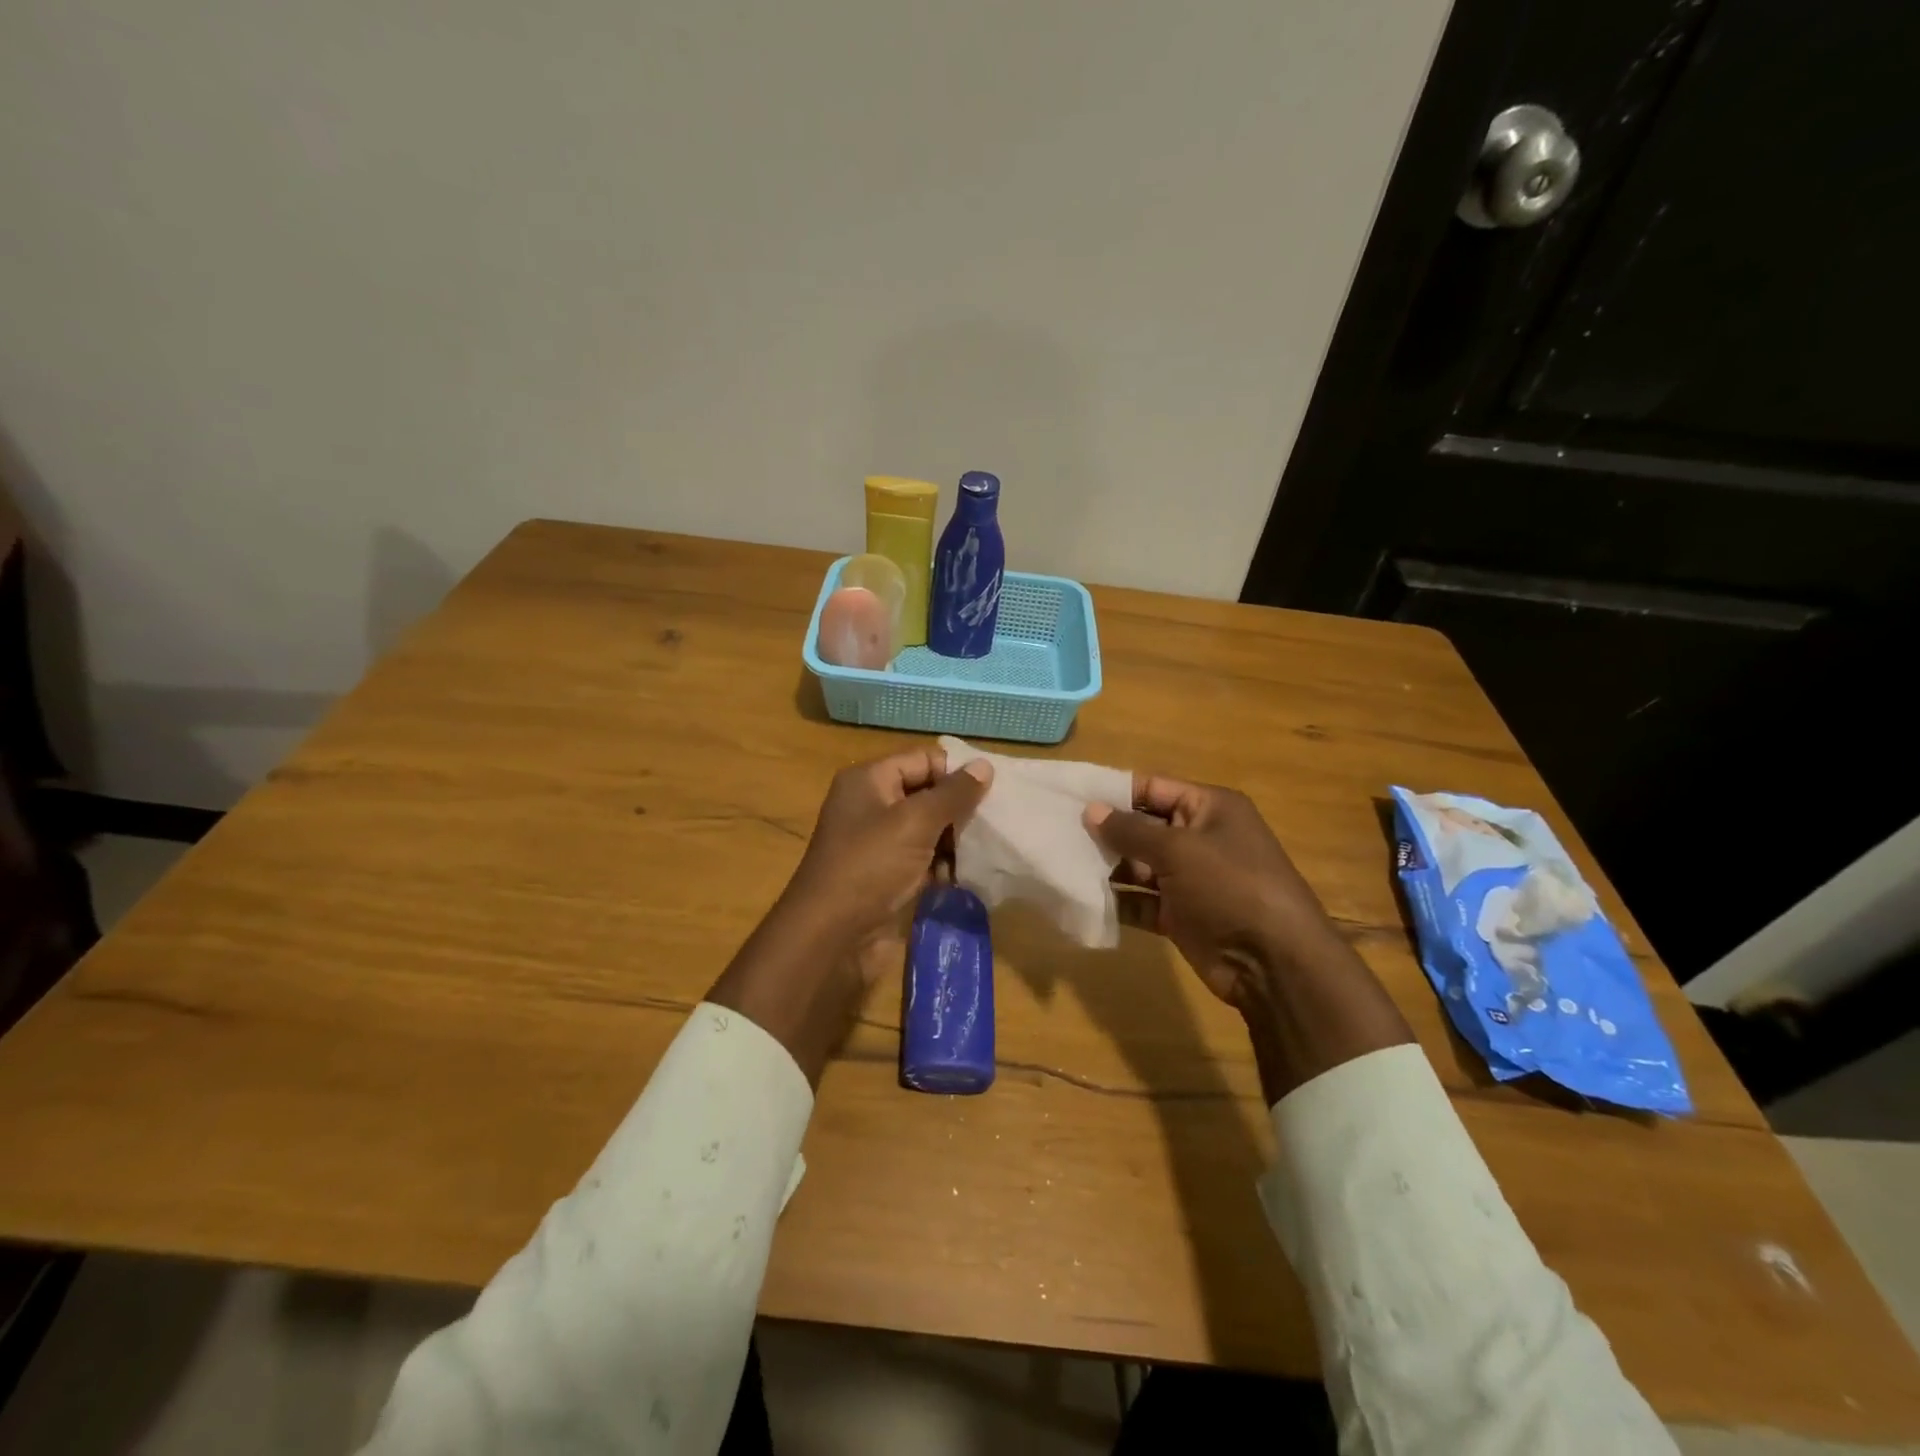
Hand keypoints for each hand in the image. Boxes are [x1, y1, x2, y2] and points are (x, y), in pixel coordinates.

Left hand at [707, 746, 992, 1085]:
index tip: (993, 791)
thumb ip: (953, 794)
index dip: (956, 772)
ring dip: (954, 841)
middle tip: (994, 824)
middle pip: (926, 794)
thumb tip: (985, 765)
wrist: (831, 936)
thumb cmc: (870, 866)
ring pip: (928, 830)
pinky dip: (941, 867)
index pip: (923, 760)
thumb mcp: (915, 822)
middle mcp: (872, 805)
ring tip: (983, 852)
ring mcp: (878, 843)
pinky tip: (962, 878)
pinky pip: (922, 860)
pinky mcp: (886, 875)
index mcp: (869, 780)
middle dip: (959, 809)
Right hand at [1084, 777, 1344, 1009]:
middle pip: (1143, 827)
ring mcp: (1190, 879)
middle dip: (1105, 831)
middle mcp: (1200, 838)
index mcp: (1209, 808)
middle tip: (1057, 831)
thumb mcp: (1179, 850)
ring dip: (1106, 866)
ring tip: (1062, 863)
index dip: (1114, 791)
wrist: (1274, 963)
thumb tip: (1090, 810)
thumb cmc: (1230, 886)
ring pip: (1139, 865)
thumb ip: (1131, 830)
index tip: (1071, 795)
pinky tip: (1083, 898)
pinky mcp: (1180, 914)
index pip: (1154, 788)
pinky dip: (1117, 900)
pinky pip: (1141, 900)